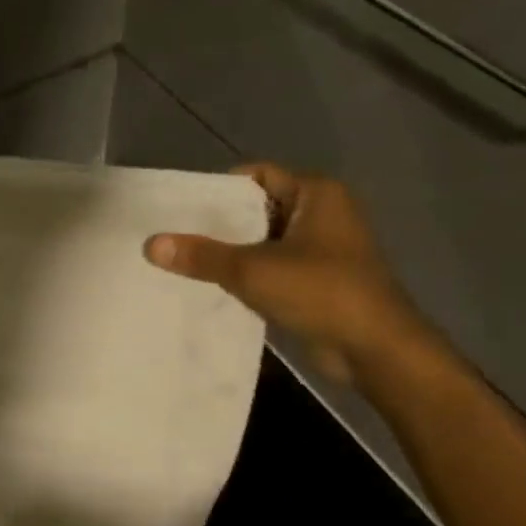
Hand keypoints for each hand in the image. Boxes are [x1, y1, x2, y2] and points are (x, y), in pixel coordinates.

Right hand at [145, 164, 440, 387]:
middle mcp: (322, 215)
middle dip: (219, 225)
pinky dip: (247, 277)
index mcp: (317, 194)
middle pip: (258, 209)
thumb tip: (150, 244)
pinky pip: (272, 270)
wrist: (375, 349)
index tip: (182, 209)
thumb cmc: (321, 292)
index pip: (259, 175)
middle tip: (174, 237)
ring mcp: (321, 251)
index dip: (220, 189)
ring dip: (231, 254)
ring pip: (264, 243)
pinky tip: (212, 289)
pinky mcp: (316, 283)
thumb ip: (202, 255)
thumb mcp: (254, 270)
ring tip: (184, 263)